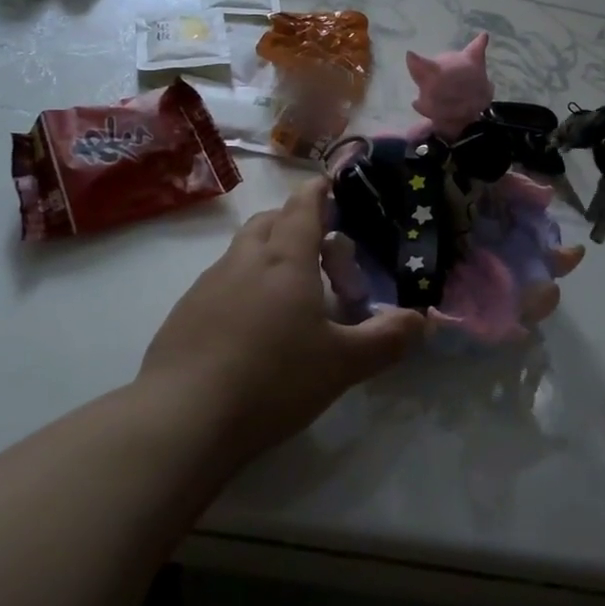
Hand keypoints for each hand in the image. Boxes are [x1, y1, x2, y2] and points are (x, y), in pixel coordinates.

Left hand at [140, 179, 424, 457]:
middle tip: (321, 253)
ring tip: (290, 294)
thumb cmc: (273, 379)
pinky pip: (220, 283)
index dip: (319, 192)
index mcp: (286, 260)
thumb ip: (387, 339)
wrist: (182, 419)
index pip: (303, 207)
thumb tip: (423, 320)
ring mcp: (207, 286)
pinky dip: (242, 286)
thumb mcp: (343, 364)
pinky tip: (250, 328)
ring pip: (242, 251)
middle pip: (269, 221)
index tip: (330, 185)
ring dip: (268, 255)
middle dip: (295, 223)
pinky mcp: (183, 314)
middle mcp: (244, 261)